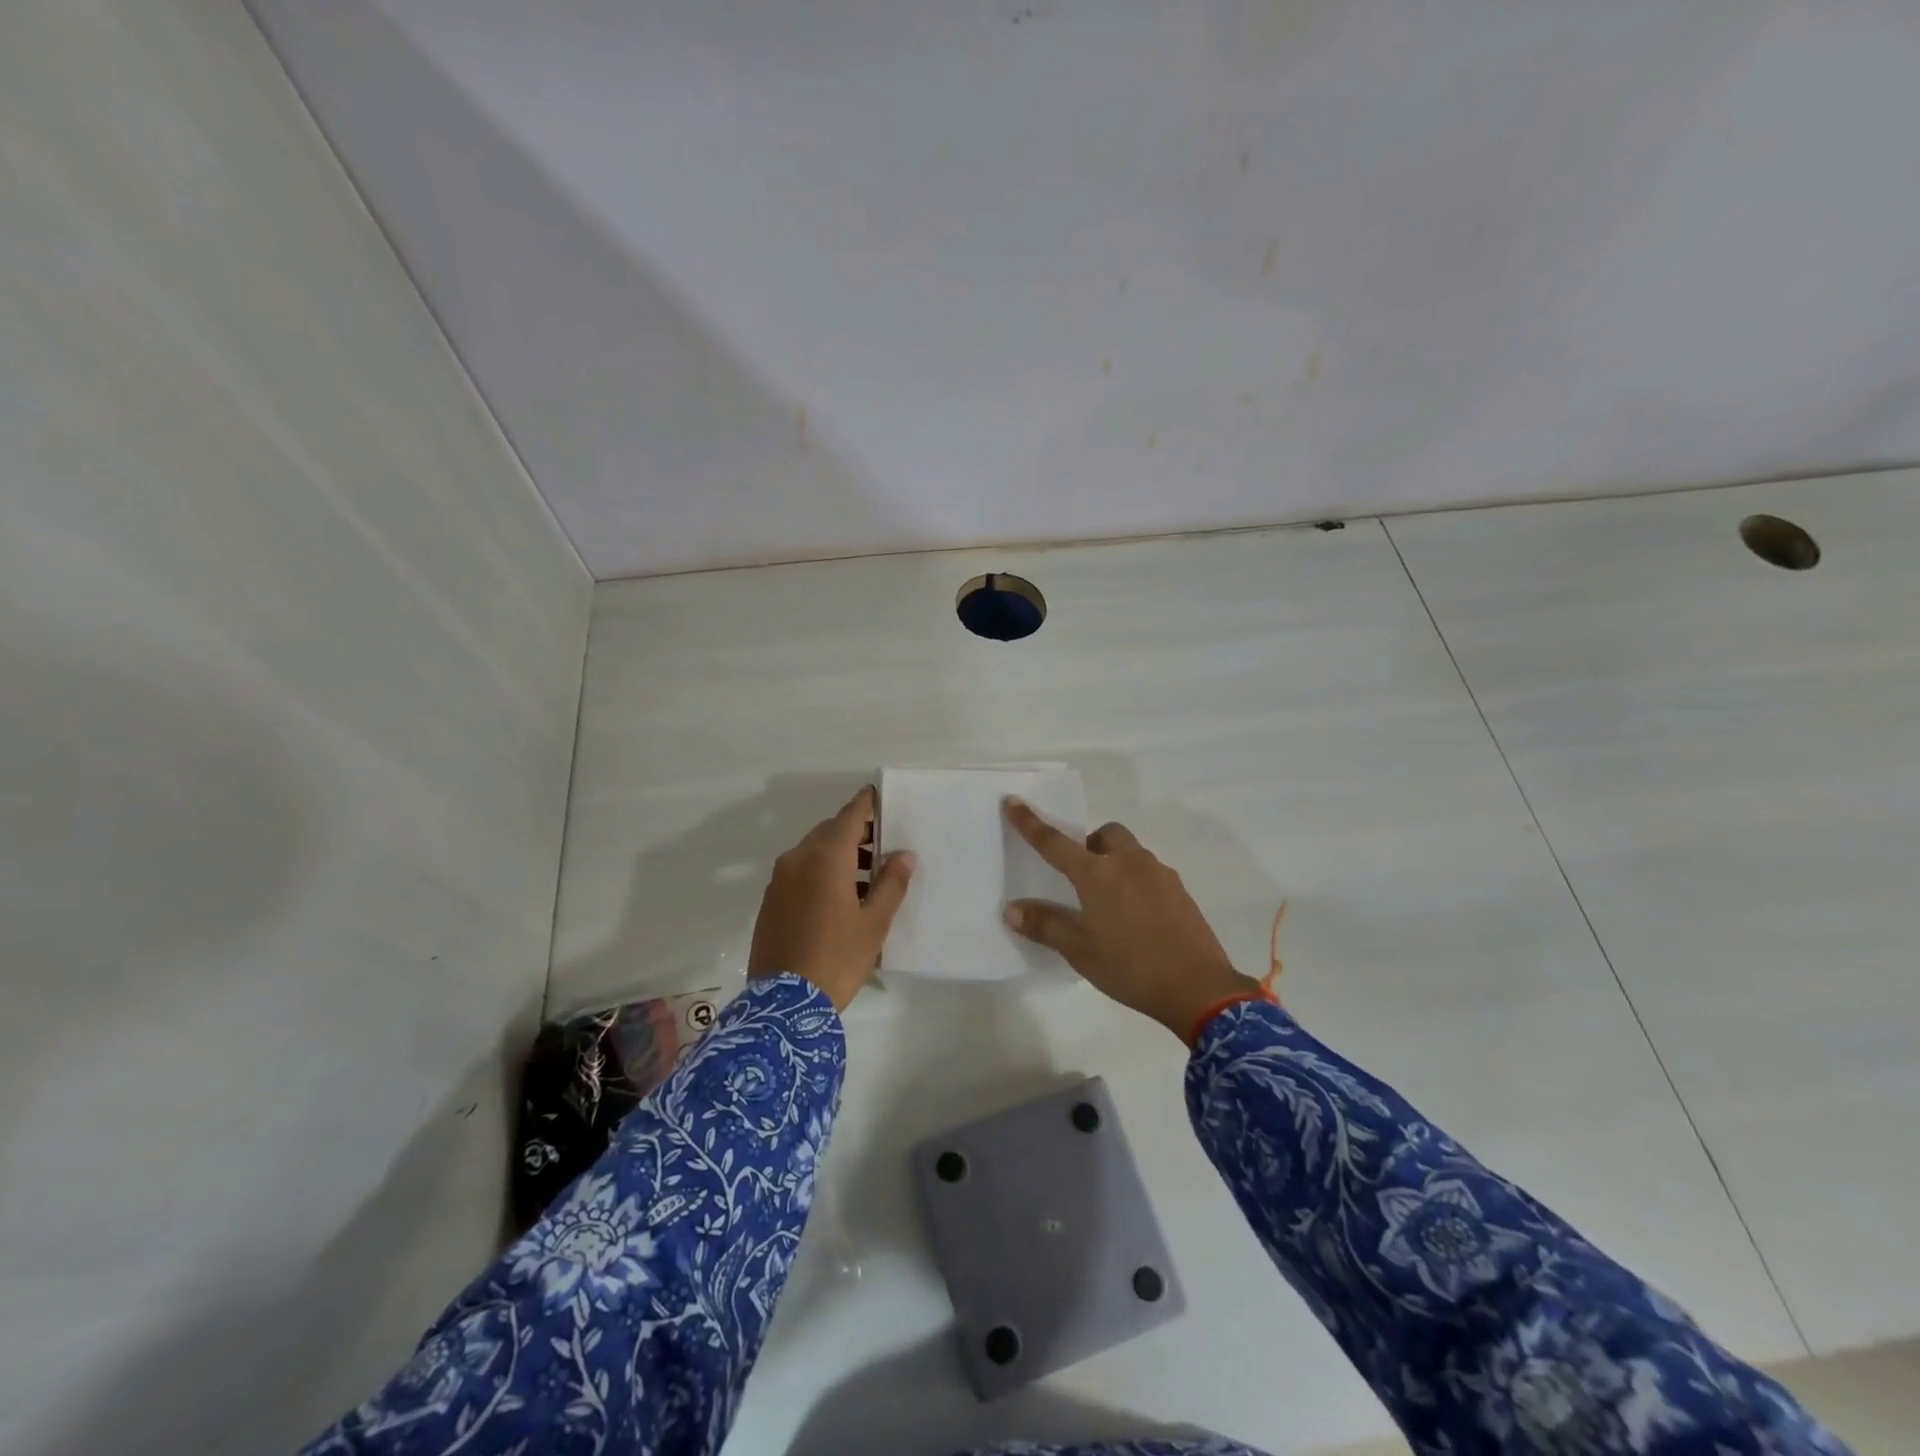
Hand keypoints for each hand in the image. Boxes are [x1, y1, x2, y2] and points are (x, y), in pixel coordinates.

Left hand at [748, 786, 914, 1011]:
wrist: (784, 1004)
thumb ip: (891, 883)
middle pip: (829, 832)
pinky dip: (821, 872)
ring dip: (839, 855)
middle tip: (882, 845)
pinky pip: (800, 872)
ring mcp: (779, 880)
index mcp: (826, 857)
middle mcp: (798, 859)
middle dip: (855, 833)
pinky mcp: (770, 901)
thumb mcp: (874, 923)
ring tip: (868, 878)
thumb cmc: (837, 958)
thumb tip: (904, 855)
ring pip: (813, 852)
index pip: (849, 816)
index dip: (866, 804)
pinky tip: (840, 897)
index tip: (878, 795)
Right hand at [1003, 799, 1260, 1038]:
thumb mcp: (1080, 951)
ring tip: (1109, 902)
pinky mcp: (1180, 890)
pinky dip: (1137, 881)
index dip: (1030, 822)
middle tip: (1081, 876)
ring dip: (1115, 862)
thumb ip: (1046, 926)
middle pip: (1106, 834)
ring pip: (1131, 851)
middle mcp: (1129, 863)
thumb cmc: (1130, 967)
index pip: (1054, 842)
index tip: (1013, 801)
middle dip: (1090, 844)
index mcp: (1097, 874)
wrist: (1199, 988)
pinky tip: (1137, 917)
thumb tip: (1012, 909)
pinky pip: (1151, 872)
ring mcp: (1159, 874)